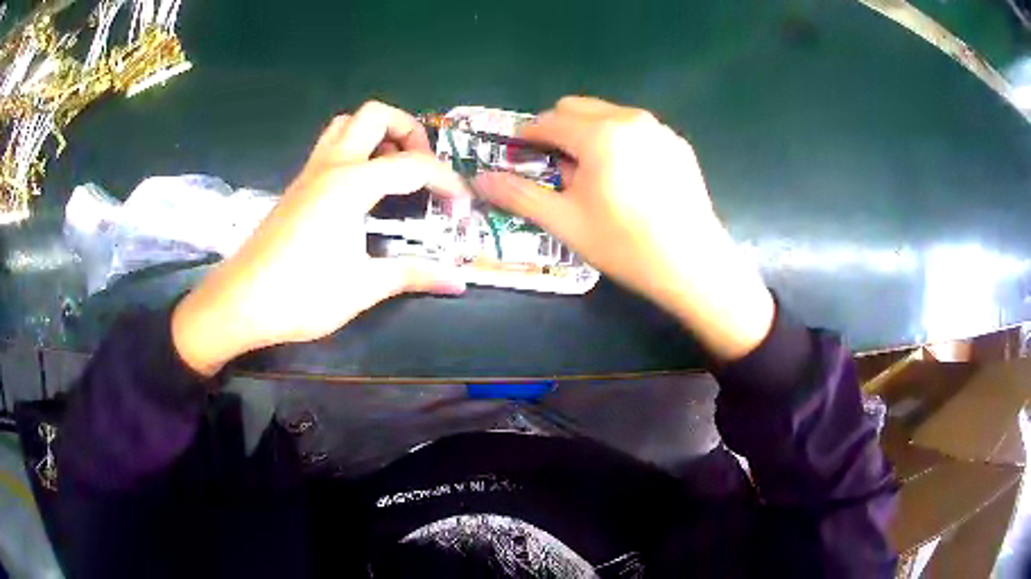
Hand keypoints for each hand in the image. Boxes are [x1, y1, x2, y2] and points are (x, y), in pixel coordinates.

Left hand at [172, 102, 469, 375]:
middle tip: (421, 168)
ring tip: (392, 170)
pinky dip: (355, 150)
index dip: (446, 181)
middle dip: (409, 130)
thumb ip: (413, 275)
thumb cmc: (301, 294)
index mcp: (351, 183)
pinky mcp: (297, 187)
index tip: (461, 207)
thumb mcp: (363, 287)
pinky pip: (330, 147)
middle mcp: (331, 165)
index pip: (413, 164)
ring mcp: (309, 173)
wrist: (239, 303)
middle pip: (375, 115)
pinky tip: (361, 190)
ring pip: (346, 124)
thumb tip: (457, 282)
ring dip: (376, 134)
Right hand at [475, 96, 773, 361]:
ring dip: (588, 134)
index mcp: (599, 133)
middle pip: (576, 108)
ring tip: (593, 176)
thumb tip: (479, 179)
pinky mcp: (677, 145)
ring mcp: (658, 129)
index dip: (526, 136)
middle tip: (555, 168)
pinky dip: (619, 142)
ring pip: (607, 115)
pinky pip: (636, 130)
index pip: (548, 121)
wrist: (694, 264)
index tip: (517, 154)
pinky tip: (628, 179)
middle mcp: (629, 119)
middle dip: (557, 131)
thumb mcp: (566, 222)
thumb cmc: (625, 245)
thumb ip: (519, 195)